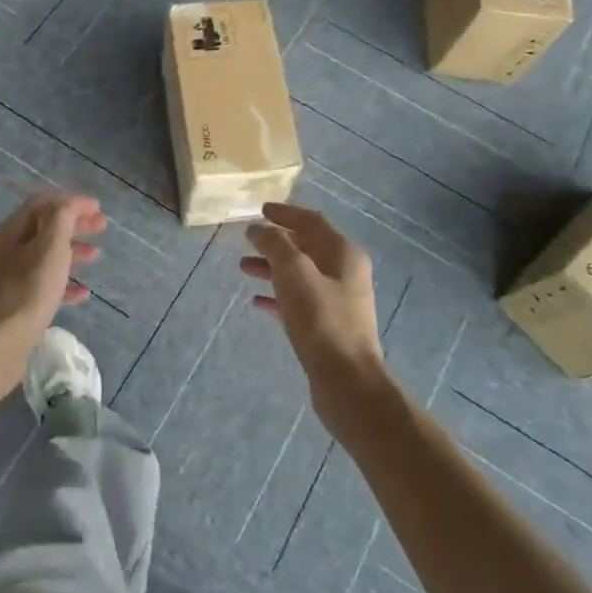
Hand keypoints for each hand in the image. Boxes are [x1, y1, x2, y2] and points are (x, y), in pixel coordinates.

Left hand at [0, 193, 104, 389]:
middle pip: (45, 228)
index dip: (70, 201)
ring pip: (46, 257)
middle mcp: (9, 250)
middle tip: (102, 227)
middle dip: (74, 224)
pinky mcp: (17, 305)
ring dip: (72, 252)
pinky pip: (45, 286)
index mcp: (13, 230)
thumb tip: (68, 204)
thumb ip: (62, 218)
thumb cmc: (29, 288)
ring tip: (96, 256)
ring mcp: (11, 278)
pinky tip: (83, 294)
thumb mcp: (51, 245)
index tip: (97, 207)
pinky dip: (65, 284)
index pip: (42, 204)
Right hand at [241, 203, 386, 422]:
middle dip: (275, 242)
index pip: (312, 221)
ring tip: (243, 268)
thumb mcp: (294, 273)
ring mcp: (338, 301)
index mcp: (343, 253)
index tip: (260, 210)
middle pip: (306, 247)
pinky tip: (257, 302)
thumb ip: (275, 245)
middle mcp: (345, 272)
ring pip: (300, 275)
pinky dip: (279, 296)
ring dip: (273, 268)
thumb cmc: (321, 320)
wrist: (347, 382)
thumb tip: (258, 228)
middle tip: (247, 240)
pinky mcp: (328, 327)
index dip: (285, 213)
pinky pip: (299, 301)